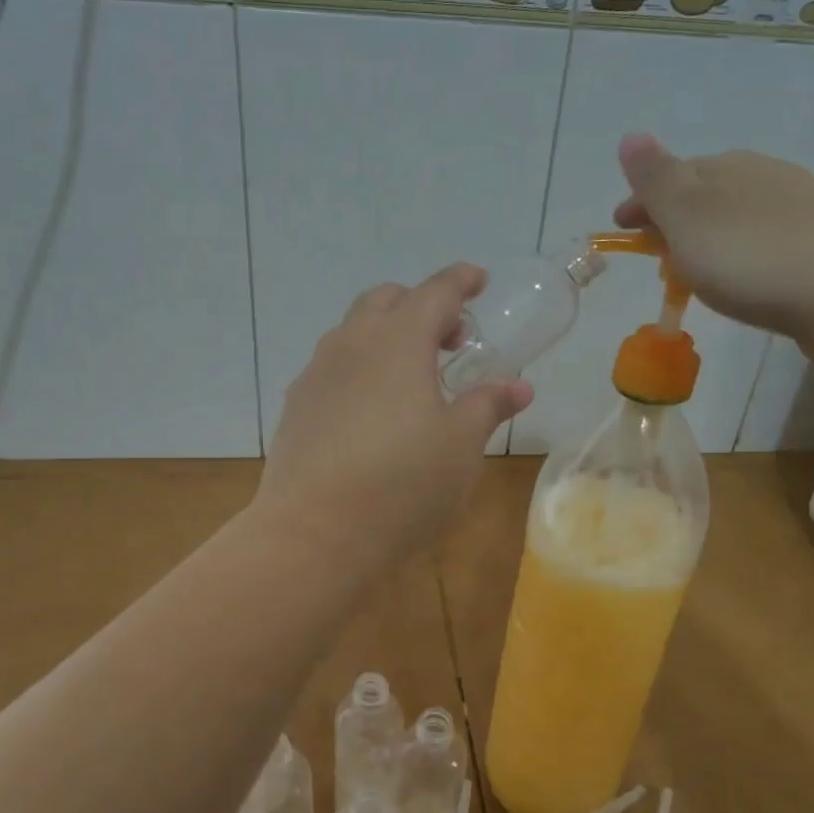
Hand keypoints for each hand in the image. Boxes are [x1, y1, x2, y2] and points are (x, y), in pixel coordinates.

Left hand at [257, 265, 533, 569]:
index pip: (435, 291)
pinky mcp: (296, 408)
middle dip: (421, 306)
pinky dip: (359, 369)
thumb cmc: (403, 482)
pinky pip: (332, 369)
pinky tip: (371, 412)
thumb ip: (487, 405)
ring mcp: (316, 375)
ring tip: (411, 377)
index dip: (461, 281)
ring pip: (352, 333)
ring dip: (385, 336)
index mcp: (398, 340)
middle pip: (386, 301)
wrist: (315, 532)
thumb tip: (518, 385)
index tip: (479, 280)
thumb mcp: (461, 445)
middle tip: (450, 340)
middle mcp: (351, 344)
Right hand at [612, 134, 813, 334]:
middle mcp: (763, 176)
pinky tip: (749, 274)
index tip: (621, 230)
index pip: (671, 175)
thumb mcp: (688, 216)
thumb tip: (630, 135)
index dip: (641, 202)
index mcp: (725, 168)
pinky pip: (768, 238)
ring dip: (712, 235)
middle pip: (706, 192)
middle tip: (656, 253)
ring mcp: (800, 206)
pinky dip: (745, 250)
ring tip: (698, 269)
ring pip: (739, 214)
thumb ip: (656, 180)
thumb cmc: (750, 255)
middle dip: (676, 217)